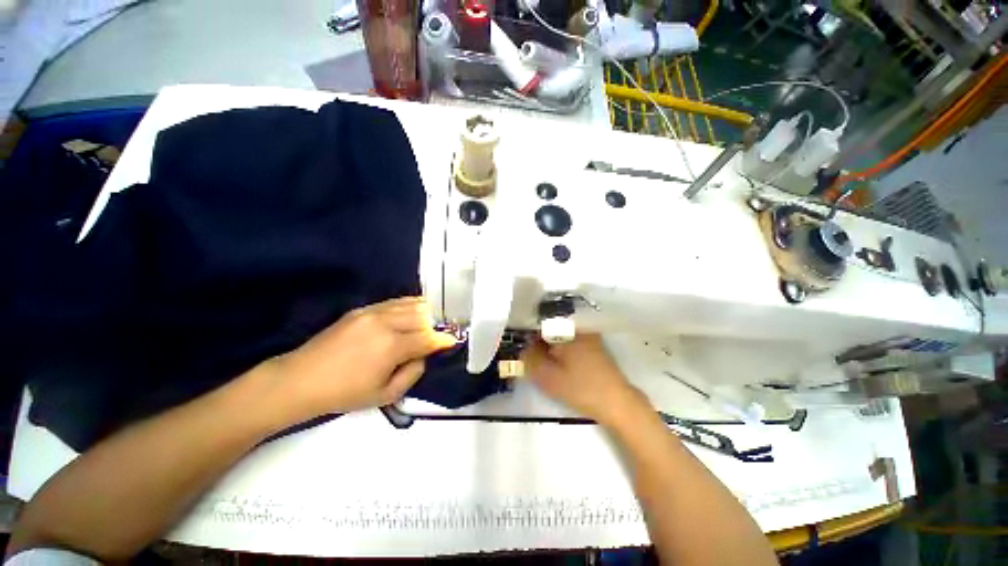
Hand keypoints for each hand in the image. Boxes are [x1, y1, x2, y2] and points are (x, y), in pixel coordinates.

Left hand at [267, 297, 456, 422]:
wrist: (301, 379)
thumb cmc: (345, 393)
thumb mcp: (386, 395)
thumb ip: (413, 372)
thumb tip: (423, 355)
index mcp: (392, 347)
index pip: (428, 337)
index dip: (443, 340)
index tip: (452, 341)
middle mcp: (386, 323)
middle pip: (423, 315)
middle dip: (436, 324)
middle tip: (440, 333)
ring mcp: (373, 312)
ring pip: (410, 304)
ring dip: (424, 312)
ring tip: (431, 320)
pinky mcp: (362, 309)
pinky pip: (394, 302)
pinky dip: (409, 306)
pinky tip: (412, 312)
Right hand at [521, 334, 643, 425]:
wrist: (617, 402)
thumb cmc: (580, 388)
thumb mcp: (547, 376)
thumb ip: (530, 359)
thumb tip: (523, 348)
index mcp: (566, 330)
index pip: (539, 324)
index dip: (528, 336)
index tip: (523, 349)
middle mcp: (577, 328)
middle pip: (550, 328)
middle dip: (539, 342)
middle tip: (533, 360)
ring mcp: (588, 335)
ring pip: (560, 336)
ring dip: (550, 346)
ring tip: (546, 364)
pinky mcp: (594, 346)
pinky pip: (571, 341)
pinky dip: (562, 350)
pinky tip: (560, 364)